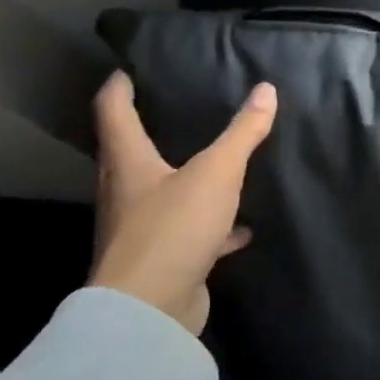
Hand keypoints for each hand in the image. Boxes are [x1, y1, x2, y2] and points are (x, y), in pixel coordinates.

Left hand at [89, 72, 277, 334]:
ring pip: (161, 193)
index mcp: (128, 163)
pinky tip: (241, 227)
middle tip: (179, 109)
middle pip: (131, 152)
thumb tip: (266, 89)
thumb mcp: (217, 173)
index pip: (113, 111)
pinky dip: (213, 226)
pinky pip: (188, 231)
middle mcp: (125, 192)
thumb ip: (242, 133)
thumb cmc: (174, 228)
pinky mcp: (163, 259)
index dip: (120, 87)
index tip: (129, 69)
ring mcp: (140, 229)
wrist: (151, 310)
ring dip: (184, 178)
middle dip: (151, 130)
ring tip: (214, 162)